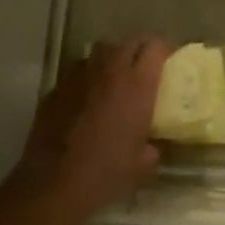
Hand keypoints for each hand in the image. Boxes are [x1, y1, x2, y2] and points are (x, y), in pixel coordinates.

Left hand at [13, 37, 169, 220]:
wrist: (54, 183)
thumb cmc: (107, 172)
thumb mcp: (143, 164)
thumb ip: (153, 146)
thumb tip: (151, 146)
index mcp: (137, 85)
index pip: (156, 45)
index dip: (165, 49)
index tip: (170, 60)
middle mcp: (109, 70)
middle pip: (129, 41)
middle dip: (141, 49)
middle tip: (146, 67)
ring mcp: (79, 76)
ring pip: (100, 51)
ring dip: (112, 59)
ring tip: (116, 78)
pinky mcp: (56, 88)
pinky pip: (78, 71)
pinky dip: (88, 78)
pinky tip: (87, 99)